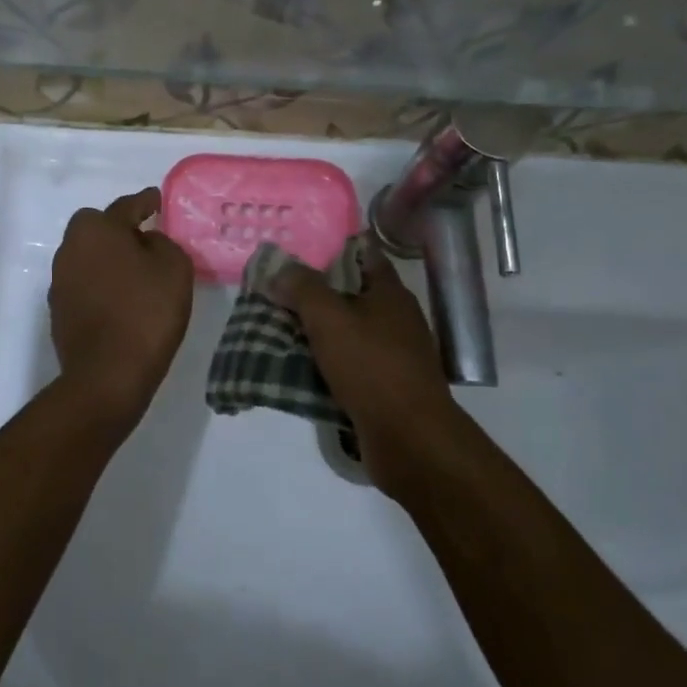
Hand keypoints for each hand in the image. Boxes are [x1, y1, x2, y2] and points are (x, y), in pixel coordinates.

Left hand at [49, 187, 193, 425]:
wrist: (108, 375)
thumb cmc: (146, 313)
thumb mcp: (174, 268)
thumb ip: (162, 243)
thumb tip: (146, 241)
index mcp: (96, 230)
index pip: (125, 207)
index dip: (145, 202)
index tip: (156, 201)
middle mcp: (70, 249)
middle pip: (97, 229)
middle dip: (118, 230)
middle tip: (145, 241)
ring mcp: (59, 281)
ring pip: (87, 257)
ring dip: (108, 259)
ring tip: (135, 275)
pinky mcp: (58, 311)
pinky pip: (84, 285)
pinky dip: (101, 286)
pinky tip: (120, 301)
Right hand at [273, 238, 463, 499]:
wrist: (409, 439)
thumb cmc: (372, 367)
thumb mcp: (329, 318)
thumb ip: (302, 288)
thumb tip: (280, 268)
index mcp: (390, 293)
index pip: (363, 254)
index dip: (332, 248)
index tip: (297, 250)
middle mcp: (396, 319)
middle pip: (351, 295)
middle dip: (314, 293)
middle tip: (276, 290)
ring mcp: (393, 355)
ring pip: (347, 333)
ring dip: (316, 332)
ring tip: (277, 328)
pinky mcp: (386, 388)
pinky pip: (348, 366)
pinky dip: (325, 364)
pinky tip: (297, 368)